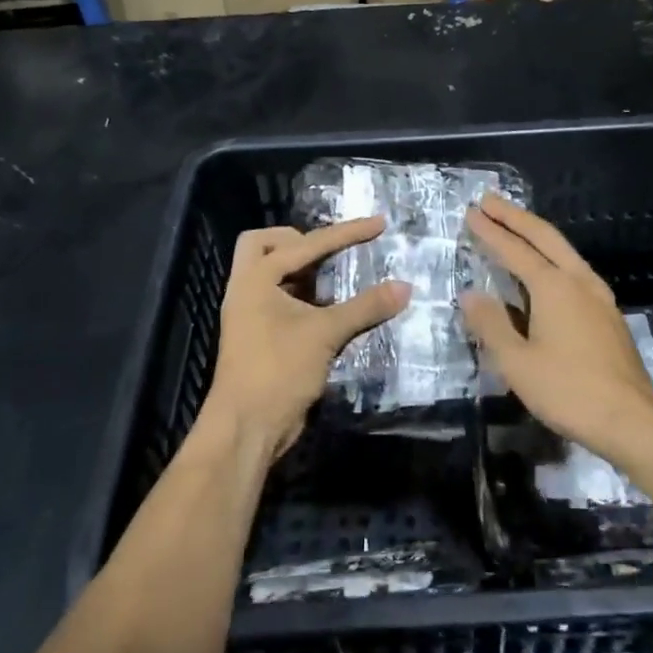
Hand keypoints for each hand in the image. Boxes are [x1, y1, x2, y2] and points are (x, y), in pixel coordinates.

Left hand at [199, 219, 410, 459]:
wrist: (246, 427)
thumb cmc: (278, 370)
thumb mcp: (325, 334)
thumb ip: (365, 307)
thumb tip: (405, 287)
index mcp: (256, 278)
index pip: (306, 244)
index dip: (346, 233)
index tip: (379, 224)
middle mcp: (247, 288)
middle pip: (264, 244)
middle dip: (298, 240)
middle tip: (330, 251)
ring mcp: (249, 314)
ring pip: (270, 274)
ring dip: (302, 269)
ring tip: (336, 273)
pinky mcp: (258, 336)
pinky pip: (279, 299)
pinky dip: (303, 294)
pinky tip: (330, 306)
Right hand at [461, 193, 652, 464]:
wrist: (631, 422)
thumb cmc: (568, 391)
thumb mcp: (517, 363)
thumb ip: (491, 325)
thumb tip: (471, 294)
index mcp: (554, 287)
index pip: (514, 249)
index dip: (490, 231)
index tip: (471, 212)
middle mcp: (579, 281)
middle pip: (545, 237)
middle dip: (515, 217)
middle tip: (489, 201)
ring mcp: (599, 297)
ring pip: (564, 252)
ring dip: (536, 234)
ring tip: (515, 227)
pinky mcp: (609, 316)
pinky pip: (574, 271)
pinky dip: (552, 258)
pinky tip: (546, 272)